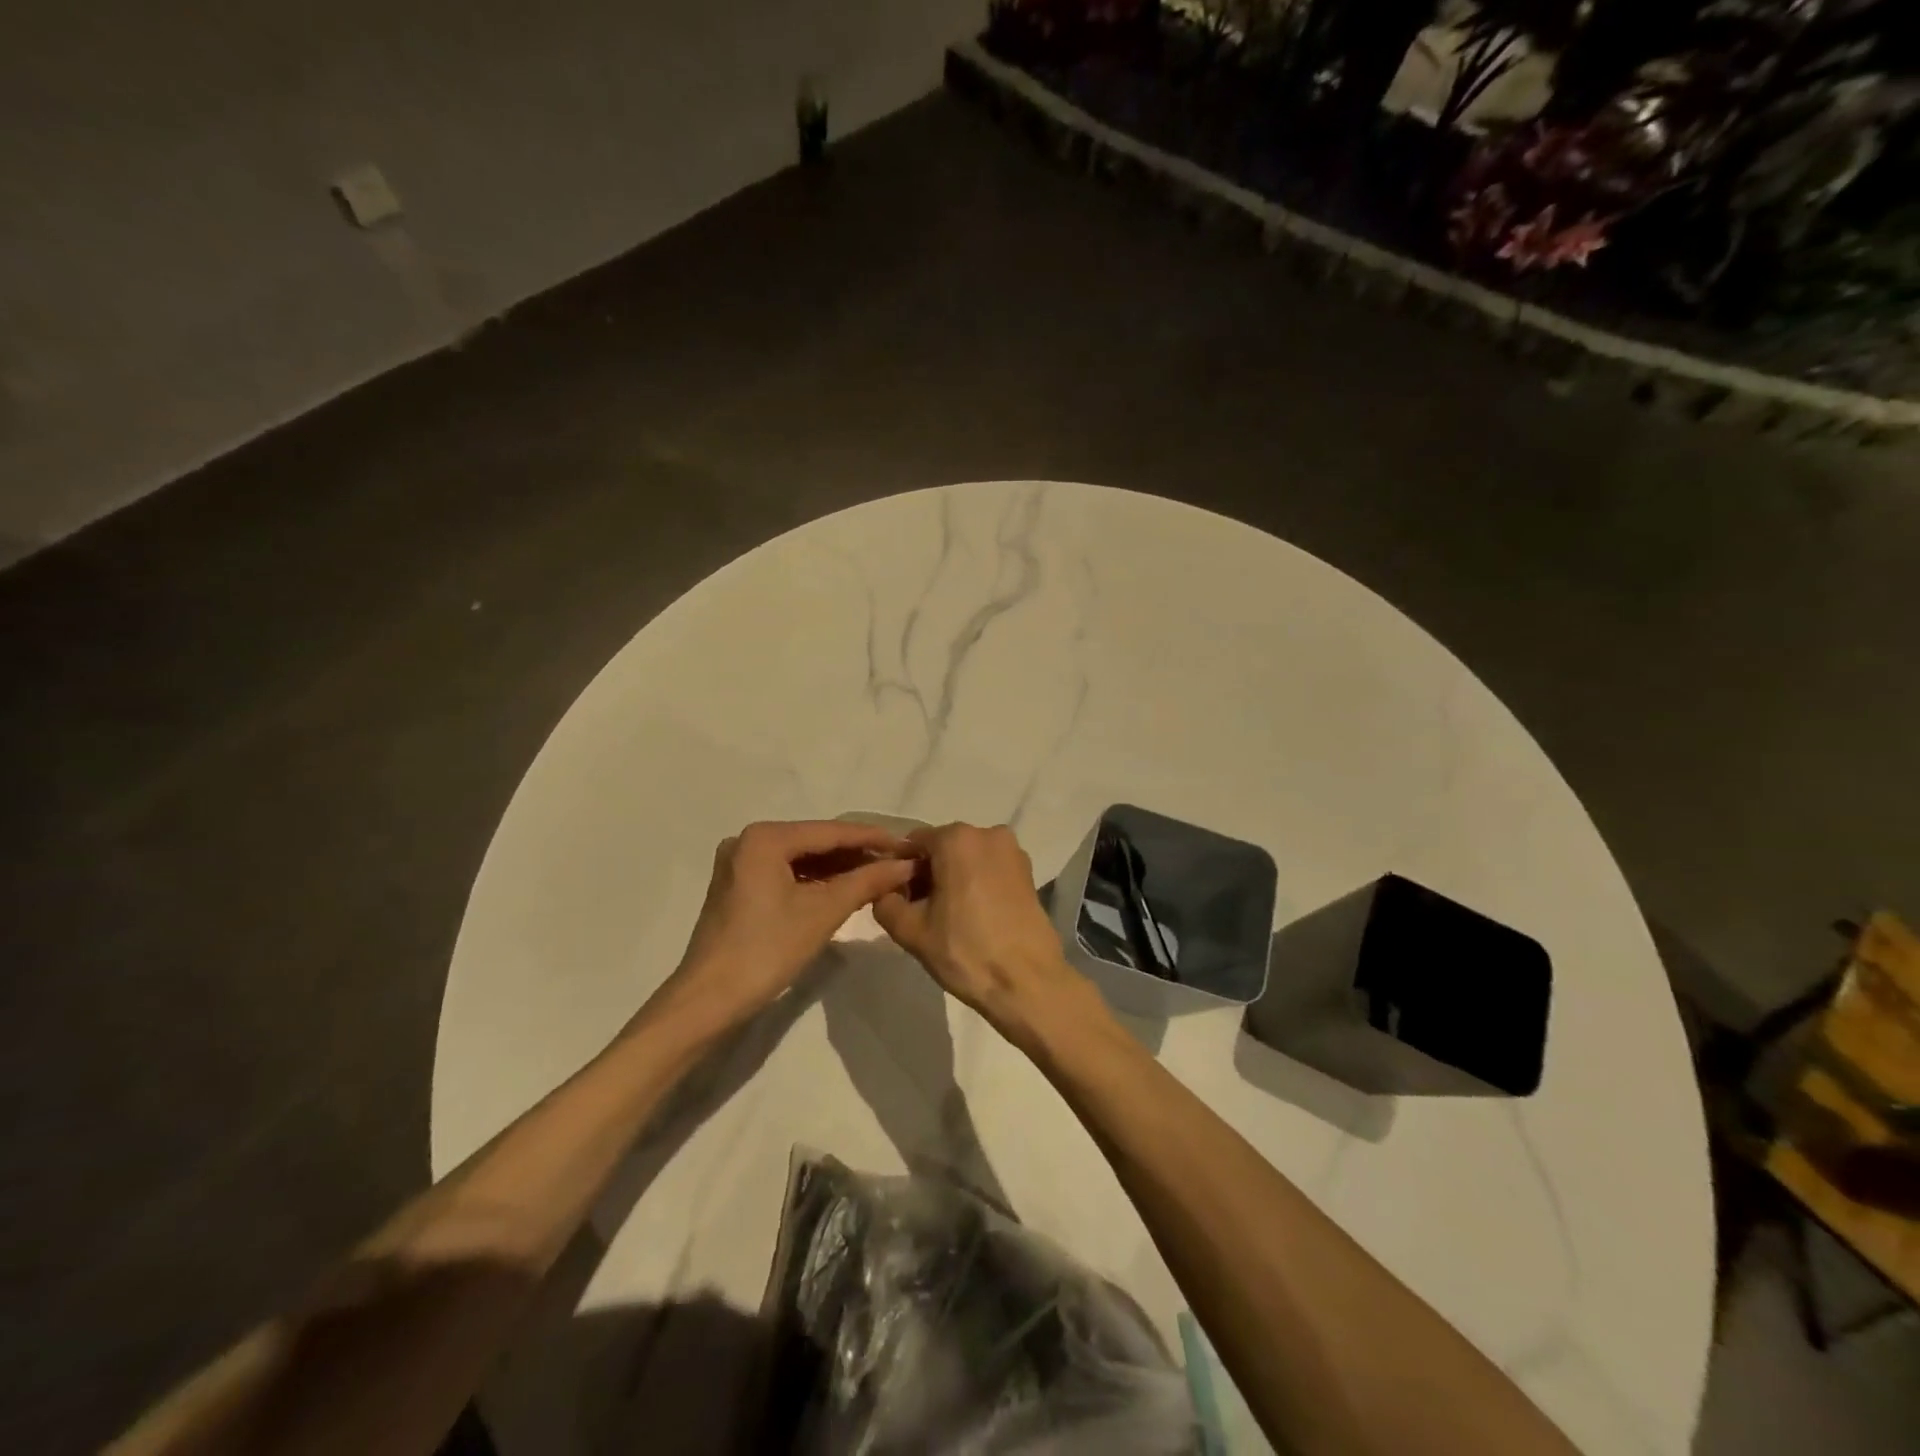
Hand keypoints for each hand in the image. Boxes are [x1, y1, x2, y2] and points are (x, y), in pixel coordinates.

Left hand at [664, 820, 916, 1031]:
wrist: (708, 1001)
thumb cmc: (767, 950)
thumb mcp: (823, 912)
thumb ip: (866, 881)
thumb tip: (904, 864)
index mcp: (765, 838)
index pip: (830, 831)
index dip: (871, 838)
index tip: (906, 844)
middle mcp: (748, 841)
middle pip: (815, 842)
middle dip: (856, 854)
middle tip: (896, 863)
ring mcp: (740, 864)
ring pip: (801, 859)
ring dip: (838, 869)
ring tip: (878, 876)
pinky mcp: (739, 887)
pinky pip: (786, 874)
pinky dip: (815, 882)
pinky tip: (844, 889)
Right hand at [872, 823, 1102, 1041]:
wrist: (1027, 982)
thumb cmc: (966, 951)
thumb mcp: (911, 931)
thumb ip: (885, 903)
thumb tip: (885, 892)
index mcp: (957, 839)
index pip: (914, 843)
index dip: (900, 869)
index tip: (897, 898)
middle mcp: (987, 833)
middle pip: (943, 848)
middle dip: (927, 873)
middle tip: (919, 912)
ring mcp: (1012, 852)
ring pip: (968, 858)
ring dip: (952, 879)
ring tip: (946, 918)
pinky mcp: (1028, 872)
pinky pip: (990, 869)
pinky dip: (975, 883)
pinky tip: (972, 916)